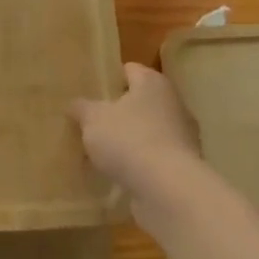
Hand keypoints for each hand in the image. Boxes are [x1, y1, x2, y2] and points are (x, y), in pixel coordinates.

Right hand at [69, 63, 202, 220]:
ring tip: (102, 153)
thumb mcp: (93, 119)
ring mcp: (182, 136)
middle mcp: (173, 103)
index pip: (129, 70)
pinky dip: (140, 163)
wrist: (168, 189)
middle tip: (92, 123)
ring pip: (148, 131)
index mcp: (152, 83)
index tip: (90, 93)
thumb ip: (82, 108)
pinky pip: (155, 157)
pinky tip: (119, 175)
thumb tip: (75, 104)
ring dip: (130, 140)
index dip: (109, 79)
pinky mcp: (184, 166)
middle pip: (140, 101)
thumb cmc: (129, 140)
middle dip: (118, 112)